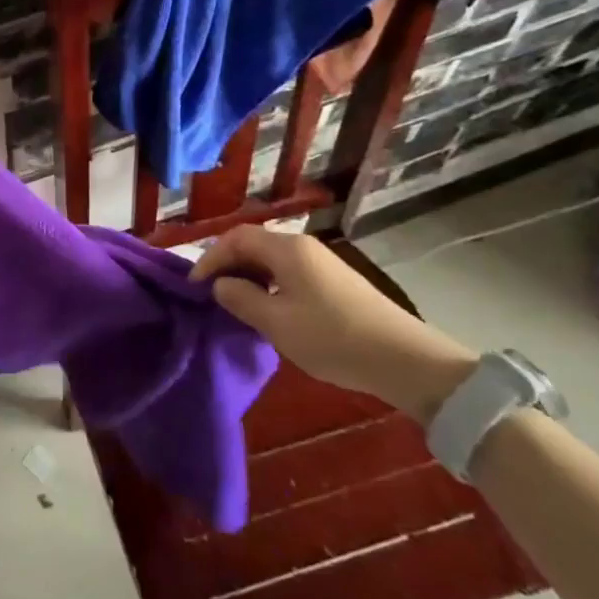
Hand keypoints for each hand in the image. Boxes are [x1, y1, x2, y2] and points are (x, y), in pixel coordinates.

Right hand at [191, 226, 477, 423]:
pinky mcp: (335, 281)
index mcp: (286, 249)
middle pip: (253, 244)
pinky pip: (289, 272)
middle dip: (227, 265)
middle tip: (210, 293)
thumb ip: (241, 299)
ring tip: (235, 303)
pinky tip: (269, 309)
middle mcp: (303, 246)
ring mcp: (322, 262)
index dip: (210, 258)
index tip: (194, 286)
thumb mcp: (276, 323)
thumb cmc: (332, 338)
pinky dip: (269, 283)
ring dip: (248, 275)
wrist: (405, 360)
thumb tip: (220, 285)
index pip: (235, 238)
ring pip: (272, 259)